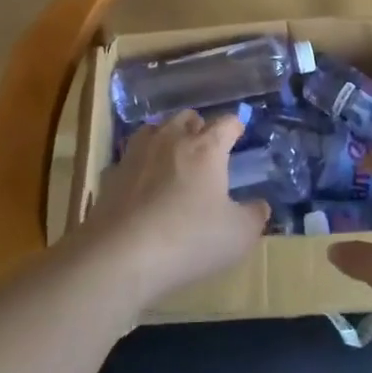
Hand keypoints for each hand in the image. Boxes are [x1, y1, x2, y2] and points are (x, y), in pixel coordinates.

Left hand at [78, 111, 266, 305]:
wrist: (121, 255)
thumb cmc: (190, 239)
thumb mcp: (238, 236)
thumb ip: (254, 216)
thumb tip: (260, 205)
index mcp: (206, 148)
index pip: (226, 123)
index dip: (235, 126)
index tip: (239, 134)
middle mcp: (171, 140)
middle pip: (187, 117)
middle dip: (199, 127)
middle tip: (206, 148)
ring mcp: (137, 154)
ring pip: (154, 129)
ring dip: (166, 137)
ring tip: (172, 158)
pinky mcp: (111, 174)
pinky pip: (130, 159)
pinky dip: (139, 165)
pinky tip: (141, 184)